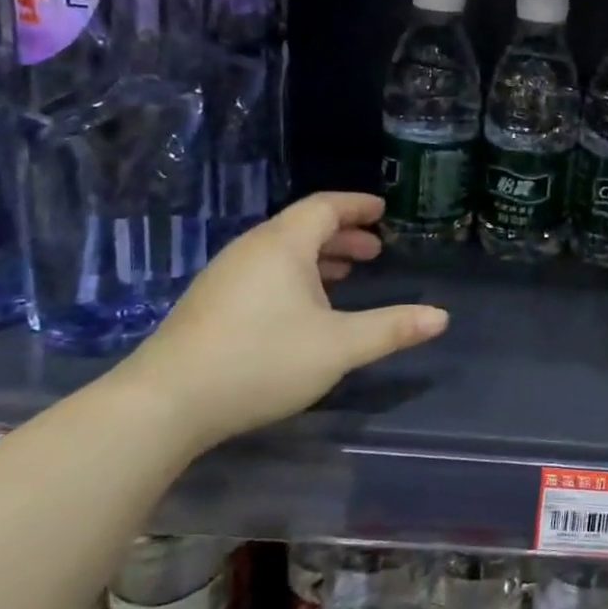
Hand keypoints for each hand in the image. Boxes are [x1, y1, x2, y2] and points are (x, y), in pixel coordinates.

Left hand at [116, 192, 447, 451]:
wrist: (165, 403)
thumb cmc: (261, 361)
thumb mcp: (339, 346)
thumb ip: (392, 328)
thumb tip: (442, 316)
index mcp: (283, 245)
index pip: (325, 206)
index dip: (357, 205)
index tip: (383, 210)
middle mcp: (252, 250)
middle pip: (303, 227)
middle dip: (342, 234)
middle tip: (374, 249)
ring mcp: (225, 276)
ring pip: (282, 251)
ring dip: (319, 257)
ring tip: (346, 275)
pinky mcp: (211, 303)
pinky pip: (264, 271)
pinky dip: (295, 275)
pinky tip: (304, 308)